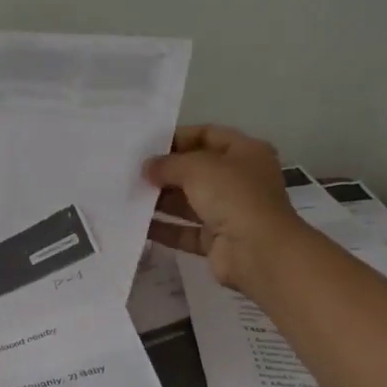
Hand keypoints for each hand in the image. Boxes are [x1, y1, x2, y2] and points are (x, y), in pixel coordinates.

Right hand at [144, 124, 304, 293]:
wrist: (258, 252)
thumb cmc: (234, 196)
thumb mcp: (198, 168)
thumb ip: (168, 164)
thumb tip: (147, 168)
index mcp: (245, 153)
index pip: (208, 135)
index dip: (178, 137)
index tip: (146, 146)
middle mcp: (239, 180)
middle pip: (196, 170)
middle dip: (165, 172)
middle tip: (132, 173)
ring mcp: (228, 212)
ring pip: (188, 202)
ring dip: (160, 200)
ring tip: (129, 196)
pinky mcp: (215, 241)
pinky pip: (184, 231)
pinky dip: (163, 229)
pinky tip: (137, 225)